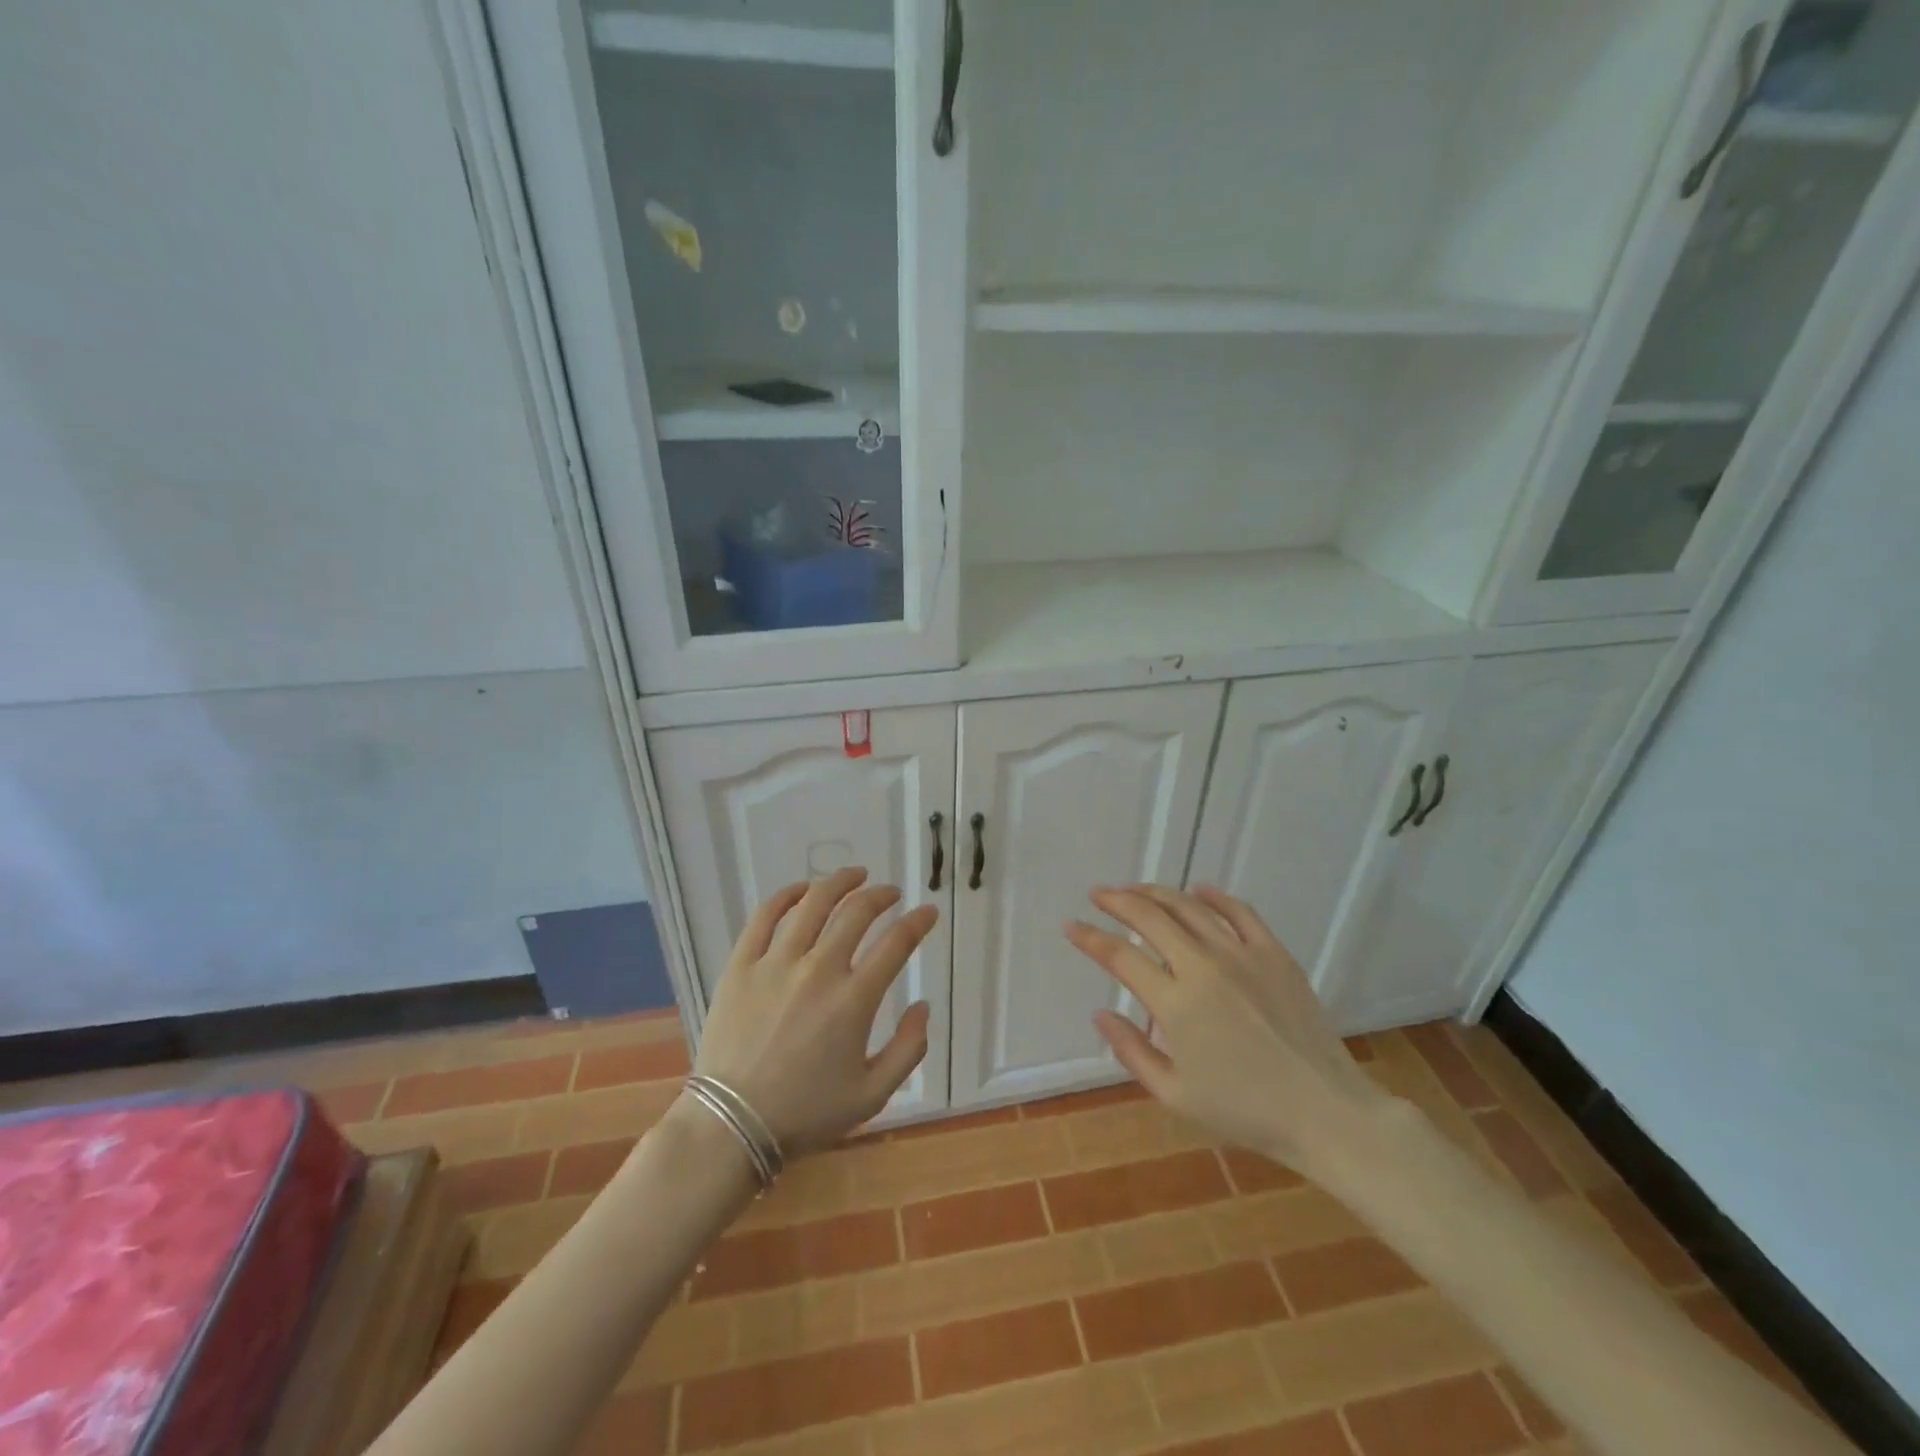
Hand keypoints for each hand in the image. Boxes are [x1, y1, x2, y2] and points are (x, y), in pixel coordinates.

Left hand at [695, 867, 936, 1156]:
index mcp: (854, 1000)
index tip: (927, 912)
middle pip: (857, 913)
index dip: (918, 922)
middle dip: (881, 895)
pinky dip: (787, 895)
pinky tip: (802, 889)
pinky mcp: (742, 965)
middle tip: (891, 893)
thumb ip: (908, 1049)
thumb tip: (923, 1006)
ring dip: (840, 882)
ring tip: (855, 875)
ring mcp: (776, 963)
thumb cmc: (805, 1114)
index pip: (896, 943)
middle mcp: (819, 970)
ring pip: (814, 904)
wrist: (731, 1126)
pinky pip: (765, 916)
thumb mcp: (872, 1095)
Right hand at [1066, 884, 1390, 1176]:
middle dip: (1117, 901)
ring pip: (1189, 907)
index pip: (1120, 957)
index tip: (1071, 926)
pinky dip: (1214, 896)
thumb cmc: (1245, 1112)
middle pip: (1150, 918)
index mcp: (1175, 1004)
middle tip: (1099, 895)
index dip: (1090, 938)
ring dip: (1156, 893)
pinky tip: (1198, 889)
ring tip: (1136, 890)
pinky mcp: (1274, 953)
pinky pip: (1239, 912)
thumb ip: (1131, 1051)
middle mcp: (1203, 967)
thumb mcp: (1175, 1095)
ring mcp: (1242, 955)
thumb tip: (1100, 1013)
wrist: (1326, 1112)